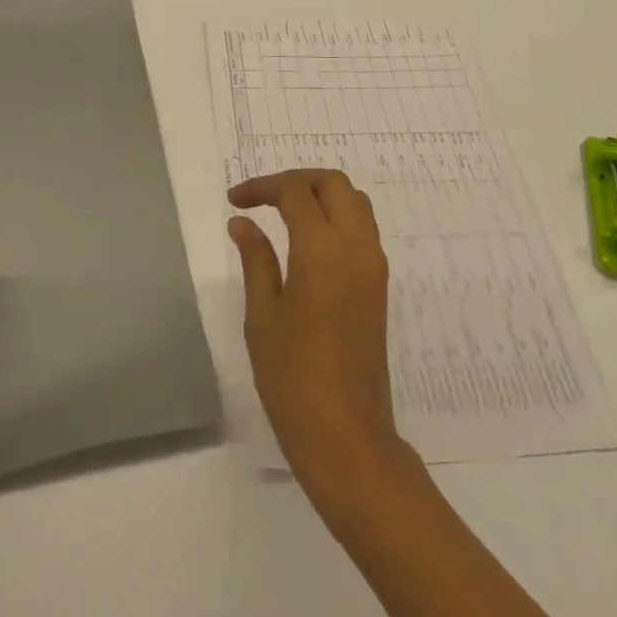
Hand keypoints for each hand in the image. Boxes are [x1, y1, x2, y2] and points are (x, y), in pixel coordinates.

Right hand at [228, 169, 409, 493]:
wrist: (347, 436)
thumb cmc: (293, 378)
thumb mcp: (262, 316)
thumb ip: (256, 259)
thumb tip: (243, 222)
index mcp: (323, 250)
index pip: (296, 192)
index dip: (263, 187)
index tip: (236, 201)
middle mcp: (356, 247)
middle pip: (333, 183)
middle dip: (296, 180)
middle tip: (263, 198)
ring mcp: (374, 265)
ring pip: (354, 201)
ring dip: (320, 194)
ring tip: (283, 212)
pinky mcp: (380, 285)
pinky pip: (362, 228)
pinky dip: (336, 216)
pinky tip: (307, 240)